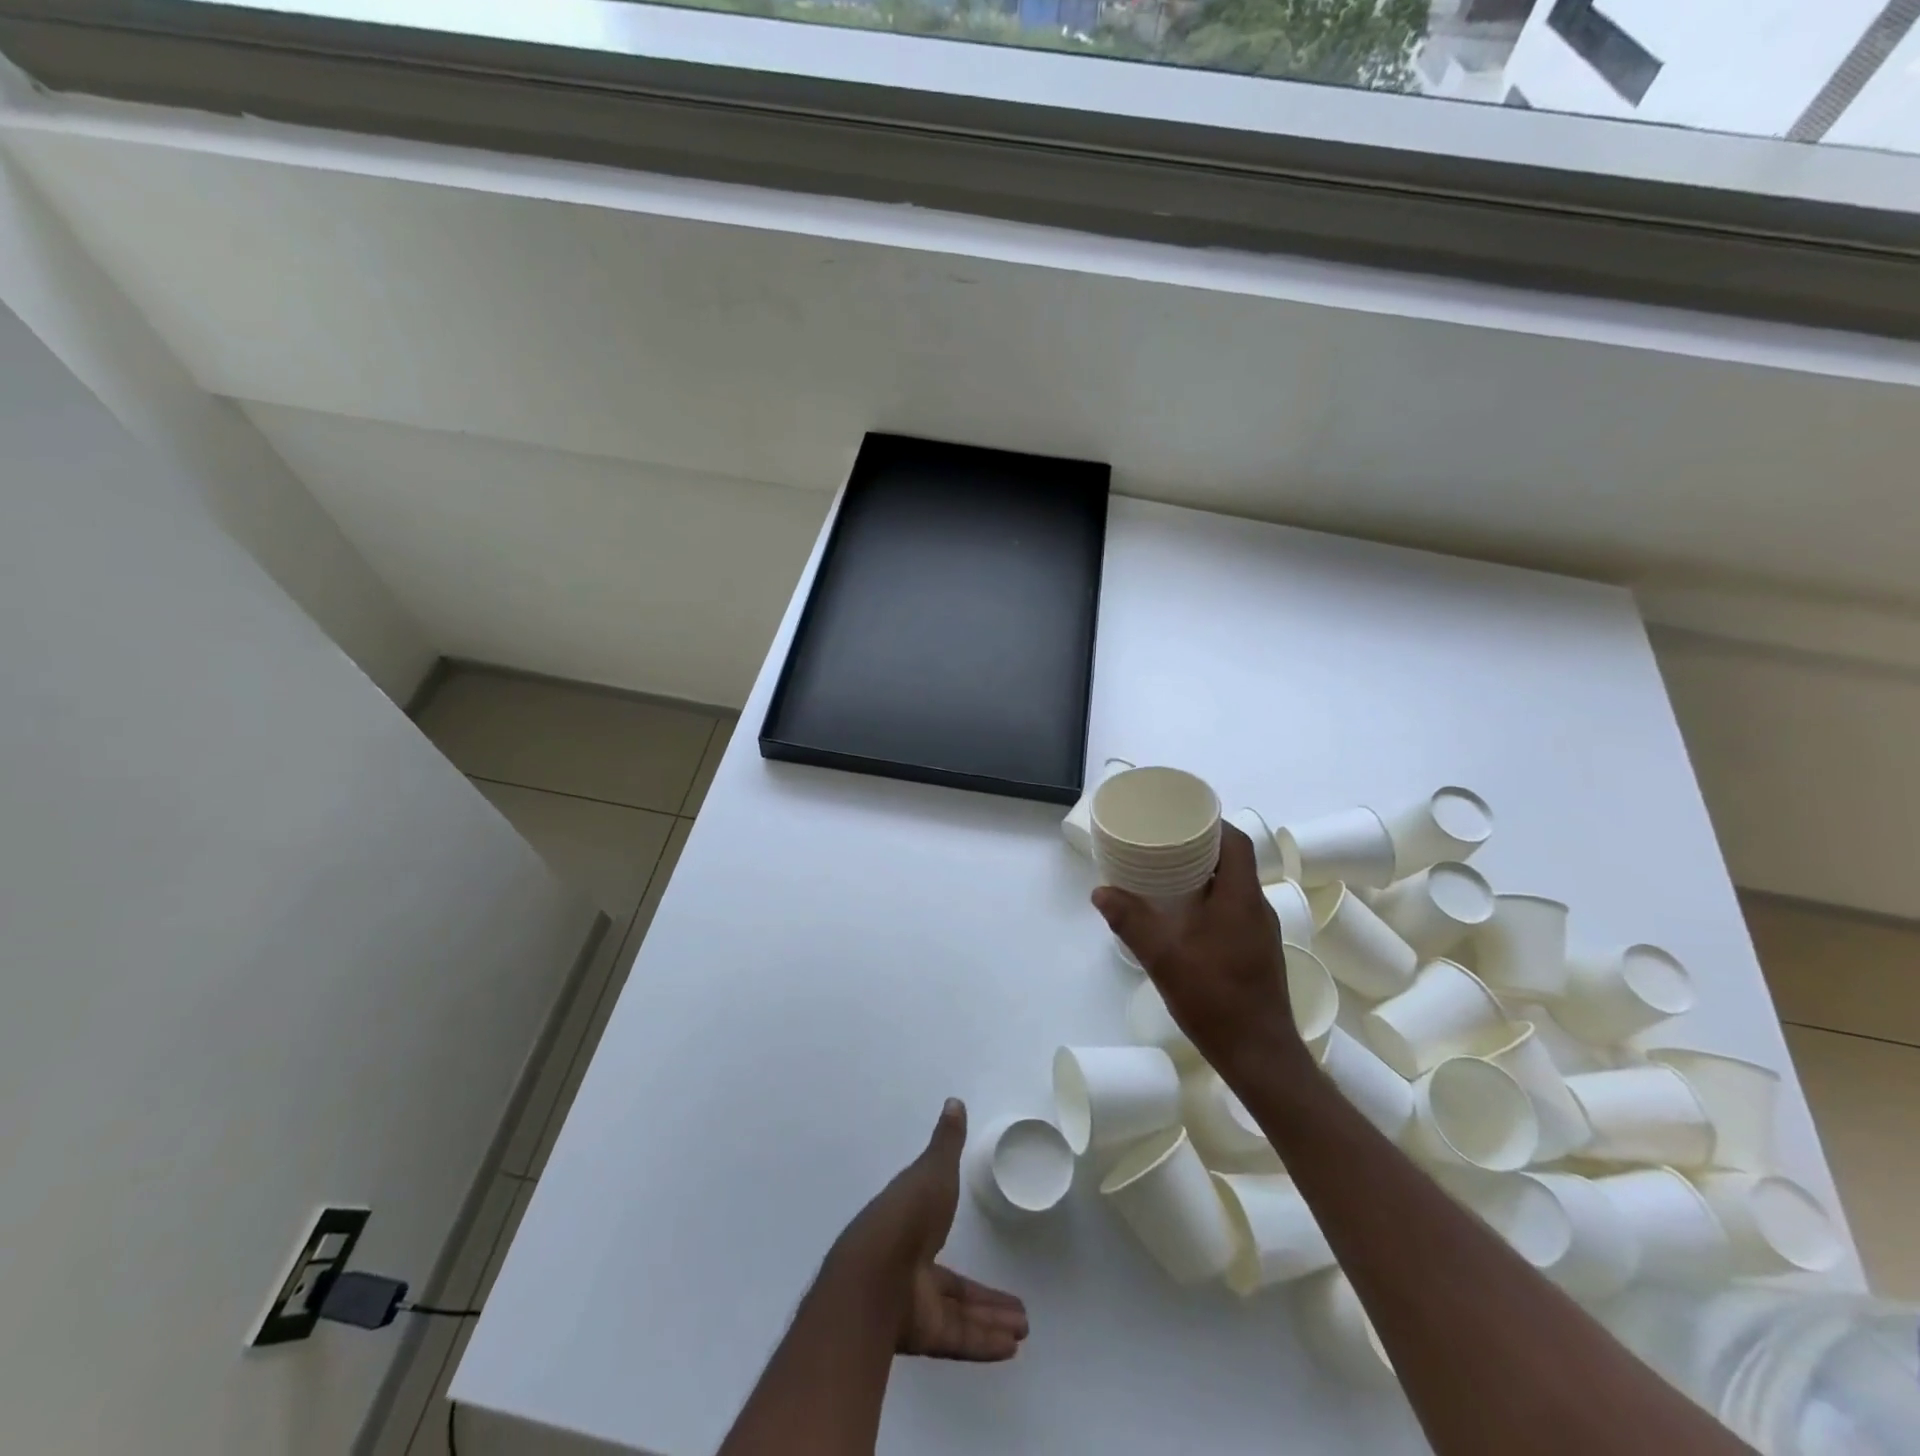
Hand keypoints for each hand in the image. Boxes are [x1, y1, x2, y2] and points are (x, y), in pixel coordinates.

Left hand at [833, 1100, 1030, 1361]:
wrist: (876, 1271)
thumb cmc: (907, 1212)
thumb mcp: (933, 1168)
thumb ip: (947, 1142)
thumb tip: (954, 1102)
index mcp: (910, 1223)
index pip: (937, 1230)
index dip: (957, 1234)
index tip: (978, 1242)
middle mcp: (911, 1267)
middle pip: (954, 1287)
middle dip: (985, 1298)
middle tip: (1020, 1309)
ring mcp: (915, 1304)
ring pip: (959, 1315)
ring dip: (991, 1320)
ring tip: (1024, 1329)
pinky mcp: (922, 1335)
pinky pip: (959, 1338)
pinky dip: (984, 1342)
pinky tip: (1012, 1348)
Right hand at [1093, 824, 1302, 1080]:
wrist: (1260, 1056)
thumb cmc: (1216, 1000)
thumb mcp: (1164, 959)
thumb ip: (1131, 922)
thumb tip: (1101, 892)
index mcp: (1241, 900)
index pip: (1236, 843)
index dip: (1212, 824)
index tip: (1181, 818)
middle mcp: (1257, 909)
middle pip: (1234, 862)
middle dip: (1201, 847)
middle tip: (1163, 844)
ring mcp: (1260, 933)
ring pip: (1234, 887)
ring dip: (1205, 875)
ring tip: (1167, 874)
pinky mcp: (1257, 952)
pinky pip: (1234, 909)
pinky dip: (1210, 900)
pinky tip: (1183, 916)